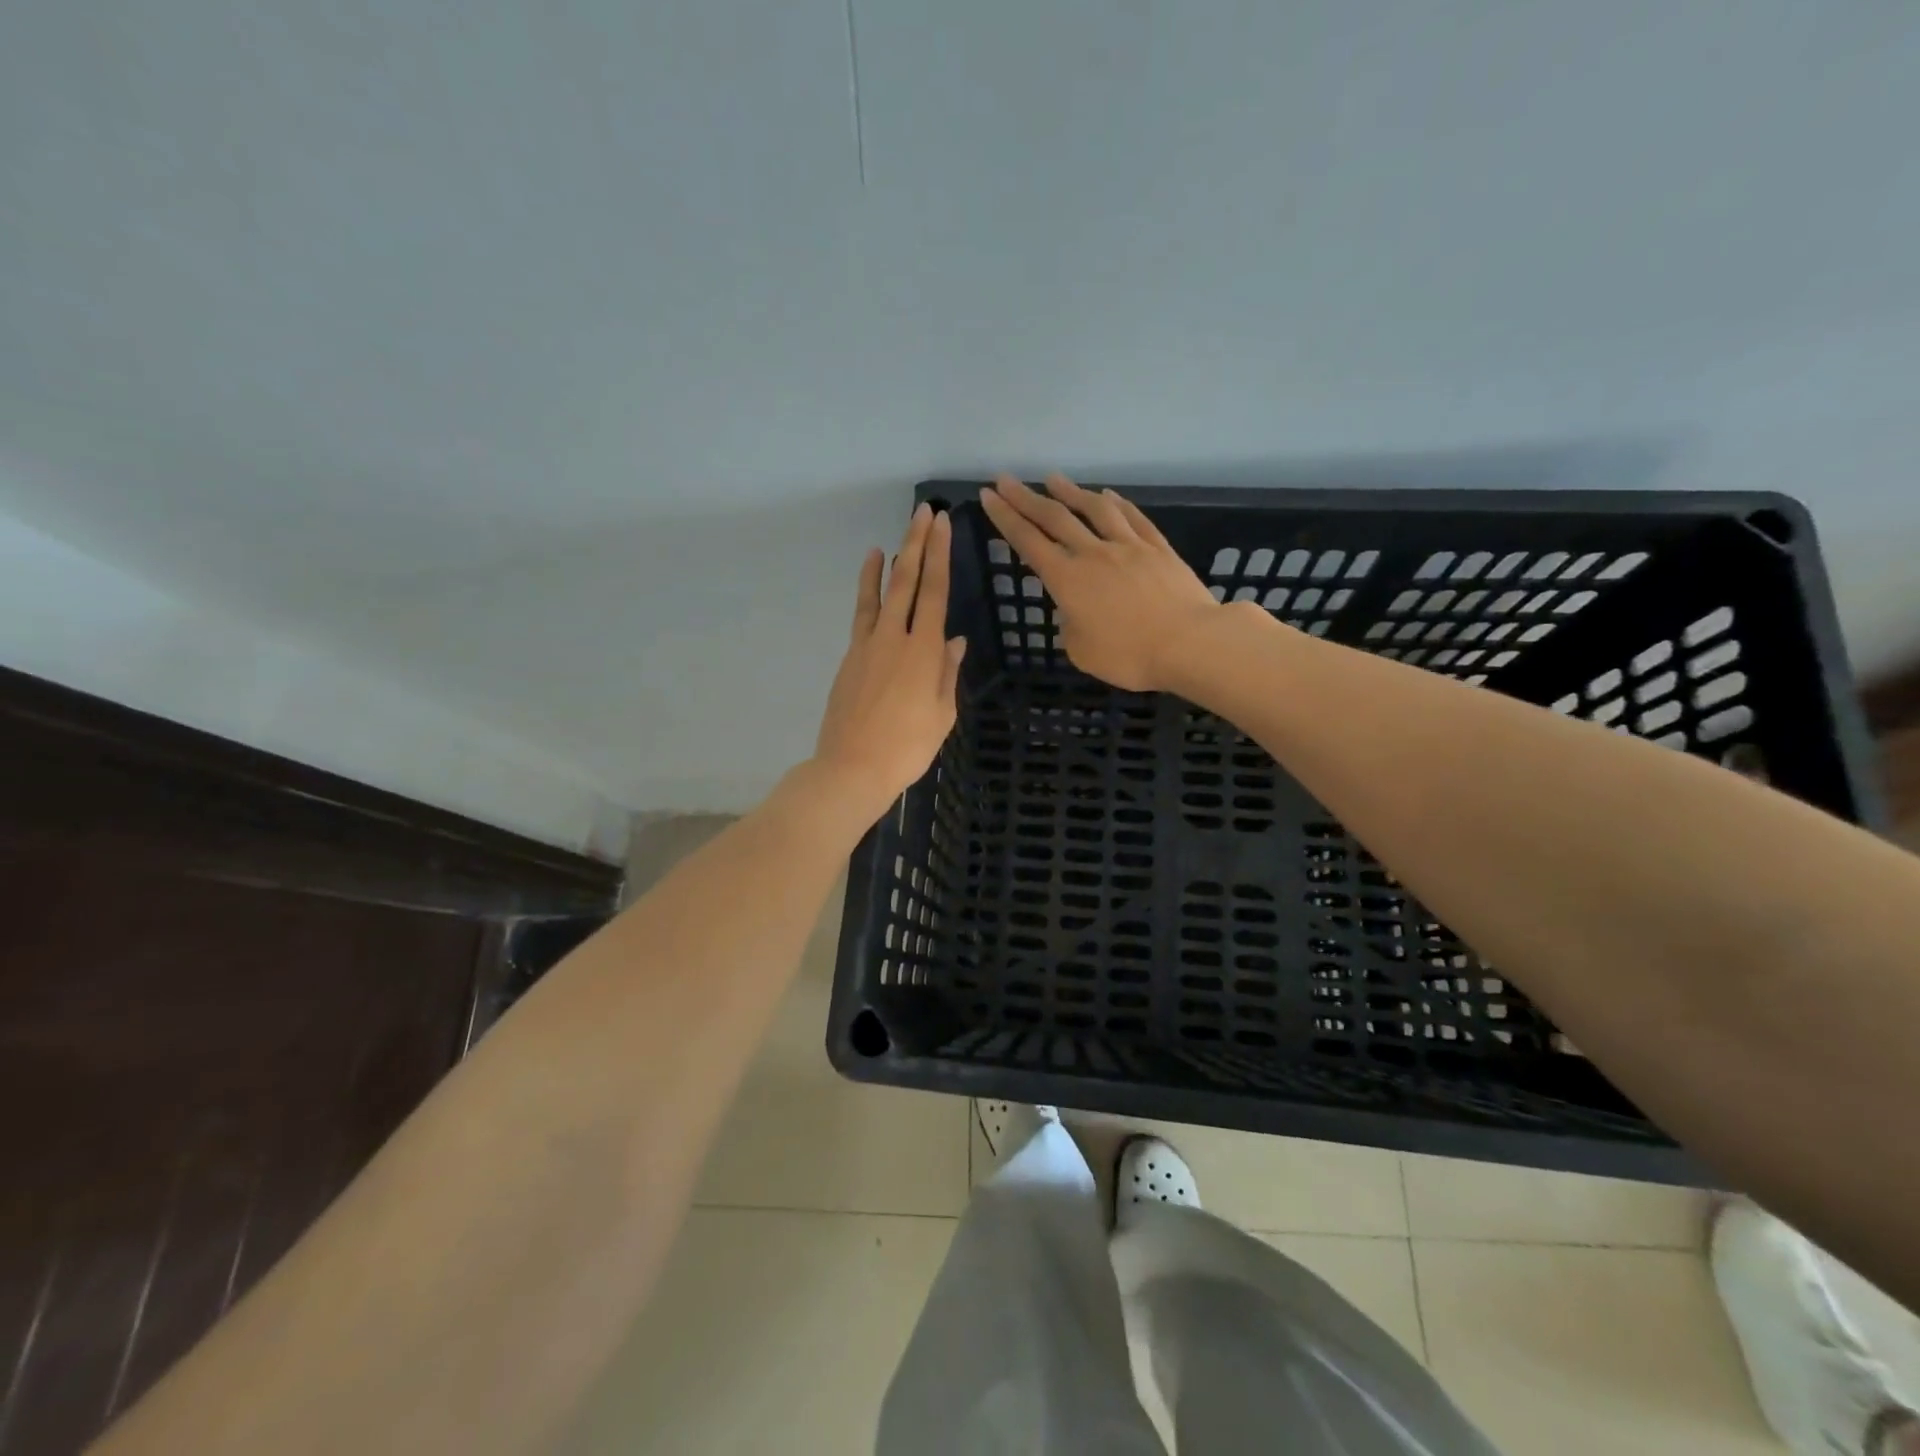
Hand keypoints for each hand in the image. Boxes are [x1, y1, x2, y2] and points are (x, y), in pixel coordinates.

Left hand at [812, 503, 965, 819]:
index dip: (940, 555)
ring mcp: (868, 644)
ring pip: (882, 592)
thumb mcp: (942, 715)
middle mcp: (896, 637)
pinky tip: (871, 571)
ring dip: (893, 560)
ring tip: (899, 533)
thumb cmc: (907, 748)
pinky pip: (862, 613)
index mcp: (925, 652)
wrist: (852, 767)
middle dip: (917, 544)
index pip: (936, 592)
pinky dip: (867, 588)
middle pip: (908, 582)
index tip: (942, 525)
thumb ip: (947, 673)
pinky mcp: (851, 656)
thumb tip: (955, 641)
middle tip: (925, 513)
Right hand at [980, 474, 1220, 691]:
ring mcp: (1128, 546)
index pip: (1028, 542)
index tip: (989, 496)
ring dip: (1070, 492)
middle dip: (1026, 498)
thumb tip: (1075, 611)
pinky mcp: (1158, 548)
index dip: (1005, 518)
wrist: (1189, 643)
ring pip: (1094, 510)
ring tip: (1053, 479)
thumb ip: (1070, 626)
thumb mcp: (1082, 652)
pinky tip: (1108, 496)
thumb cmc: (1130, 656)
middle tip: (1006, 479)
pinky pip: (1132, 518)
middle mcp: (1093, 554)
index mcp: (1067, 580)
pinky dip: (1116, 504)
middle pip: (1054, 518)